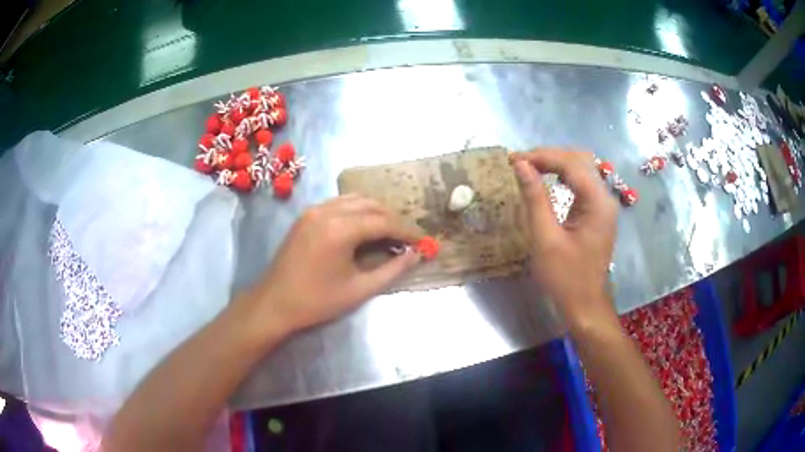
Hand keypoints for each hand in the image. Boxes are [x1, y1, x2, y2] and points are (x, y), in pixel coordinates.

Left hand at [241, 195, 420, 339]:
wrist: (274, 303)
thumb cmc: (317, 301)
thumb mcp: (359, 289)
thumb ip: (392, 270)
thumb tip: (417, 255)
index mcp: (340, 229)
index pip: (383, 222)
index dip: (406, 231)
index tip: (423, 241)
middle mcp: (327, 211)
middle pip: (371, 205)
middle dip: (393, 219)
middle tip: (408, 238)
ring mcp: (314, 210)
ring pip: (355, 200)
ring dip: (376, 212)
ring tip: (390, 232)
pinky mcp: (306, 215)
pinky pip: (340, 204)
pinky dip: (358, 211)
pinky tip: (364, 227)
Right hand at [510, 149, 618, 327]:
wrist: (585, 305)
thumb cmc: (565, 277)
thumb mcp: (546, 238)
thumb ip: (535, 198)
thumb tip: (521, 166)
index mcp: (597, 202)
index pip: (571, 163)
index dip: (541, 156)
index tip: (514, 159)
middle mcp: (605, 198)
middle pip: (579, 160)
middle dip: (548, 156)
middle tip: (520, 163)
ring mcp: (603, 205)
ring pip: (581, 169)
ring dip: (555, 164)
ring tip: (529, 168)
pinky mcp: (598, 213)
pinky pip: (581, 183)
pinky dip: (563, 176)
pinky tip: (547, 179)